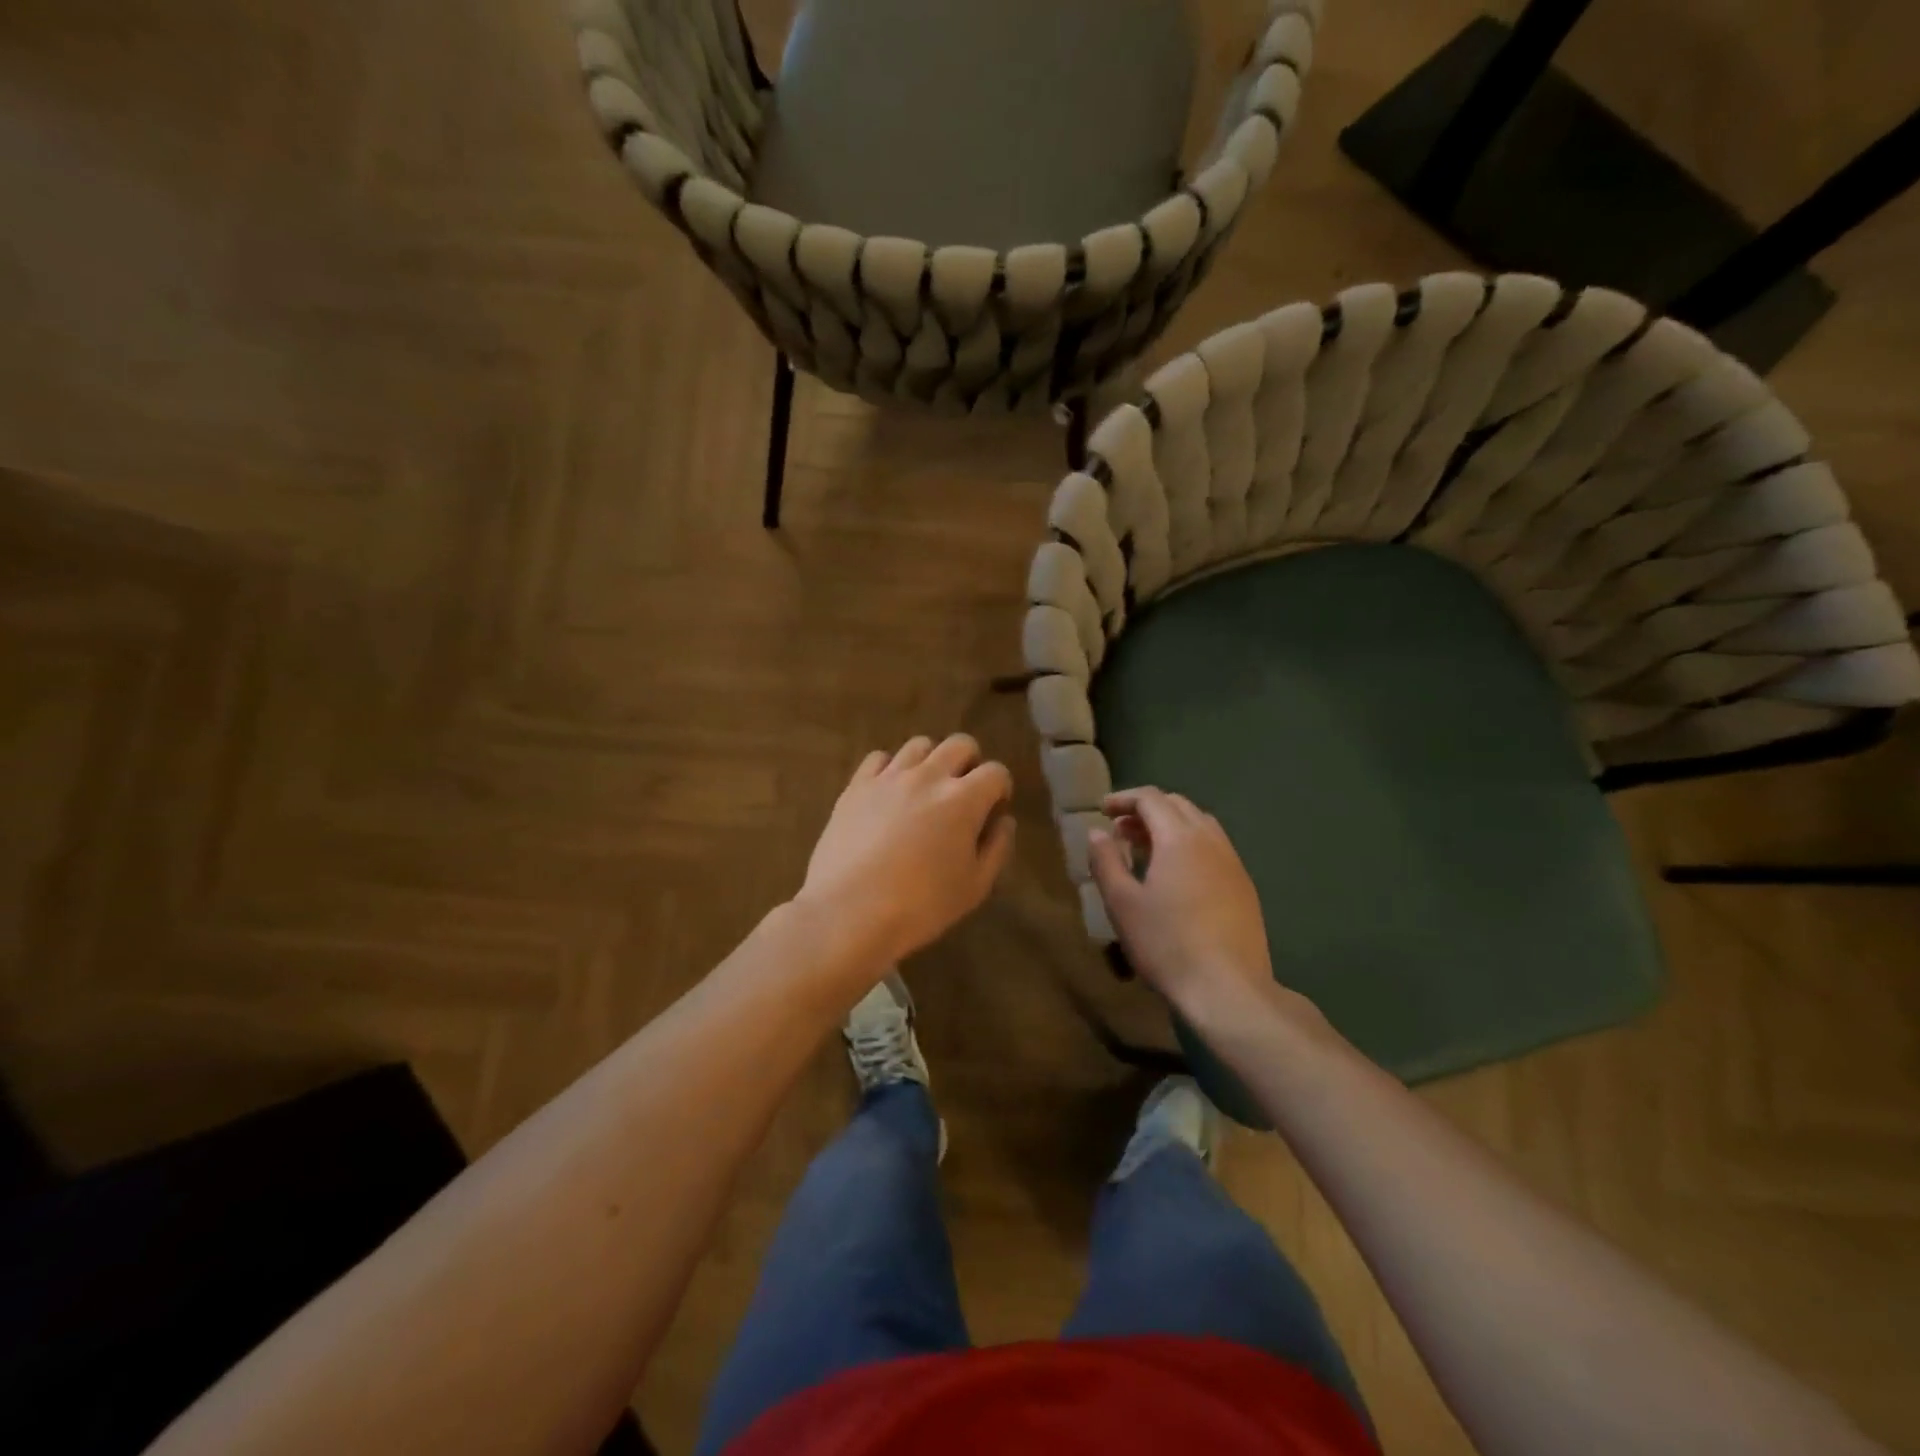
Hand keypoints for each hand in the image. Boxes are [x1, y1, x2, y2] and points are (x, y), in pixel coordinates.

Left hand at [796, 734, 1015, 966]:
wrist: (849, 912)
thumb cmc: (921, 906)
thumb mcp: (975, 887)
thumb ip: (996, 848)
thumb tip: (1004, 821)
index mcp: (964, 799)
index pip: (996, 772)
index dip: (1000, 788)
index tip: (994, 809)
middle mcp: (928, 776)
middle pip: (960, 744)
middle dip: (970, 763)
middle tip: (963, 792)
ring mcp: (889, 777)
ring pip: (919, 745)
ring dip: (931, 761)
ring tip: (925, 789)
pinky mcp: (856, 786)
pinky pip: (879, 758)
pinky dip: (890, 768)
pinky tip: (889, 792)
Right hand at [1087, 787, 1275, 1021]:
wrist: (1229, 989)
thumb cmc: (1167, 944)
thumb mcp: (1122, 904)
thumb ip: (1106, 861)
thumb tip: (1097, 833)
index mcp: (1180, 838)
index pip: (1151, 799)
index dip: (1123, 799)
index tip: (1102, 810)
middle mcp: (1211, 840)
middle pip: (1178, 806)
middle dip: (1146, 810)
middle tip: (1120, 830)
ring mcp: (1233, 863)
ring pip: (1200, 825)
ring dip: (1170, 827)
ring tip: (1145, 850)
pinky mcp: (1244, 887)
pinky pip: (1214, 848)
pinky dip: (1189, 846)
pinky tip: (1176, 876)